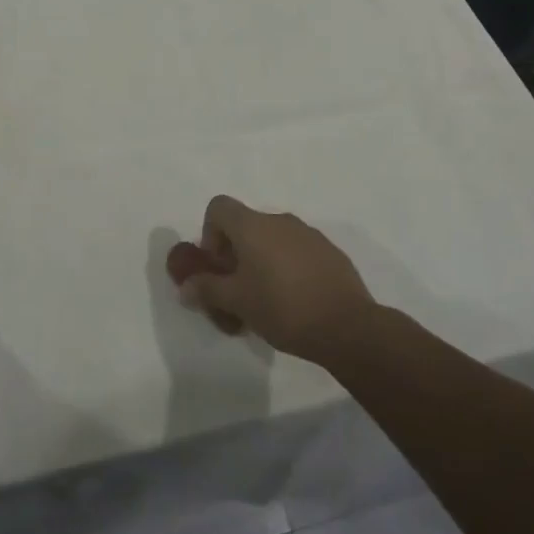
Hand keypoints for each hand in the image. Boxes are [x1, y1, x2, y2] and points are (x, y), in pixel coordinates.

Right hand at [172, 195, 373, 364]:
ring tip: (267, 300)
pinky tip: (295, 301)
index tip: (218, 266)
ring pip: (273, 239)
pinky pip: (298, 251)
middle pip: (246, 225)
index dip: (210, 233)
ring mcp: (309, 234)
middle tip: (238, 289)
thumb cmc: (282, 308)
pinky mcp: (331, 252)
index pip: (219, 207)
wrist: (348, 327)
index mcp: (253, 225)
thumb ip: (207, 290)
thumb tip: (186, 287)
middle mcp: (280, 220)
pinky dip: (288, 267)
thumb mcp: (237, 302)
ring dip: (262, 261)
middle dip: (236, 253)